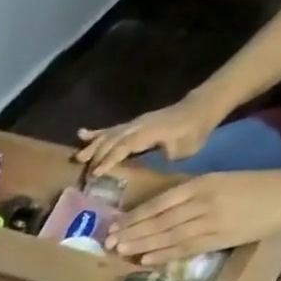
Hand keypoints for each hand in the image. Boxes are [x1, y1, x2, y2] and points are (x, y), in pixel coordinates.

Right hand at [75, 94, 222, 177]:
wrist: (201, 108)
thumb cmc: (194, 132)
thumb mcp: (185, 148)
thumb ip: (164, 155)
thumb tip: (149, 163)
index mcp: (150, 132)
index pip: (126, 145)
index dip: (110, 158)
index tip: (96, 172)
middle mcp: (139, 125)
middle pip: (113, 140)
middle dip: (97, 155)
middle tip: (84, 172)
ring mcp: (134, 123)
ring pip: (109, 134)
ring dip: (92, 145)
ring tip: (78, 157)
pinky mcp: (132, 123)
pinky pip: (112, 128)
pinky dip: (96, 132)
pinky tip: (81, 134)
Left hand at [106, 166, 280, 264]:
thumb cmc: (253, 186)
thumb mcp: (218, 181)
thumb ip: (189, 194)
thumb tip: (155, 212)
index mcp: (202, 184)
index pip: (160, 203)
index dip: (135, 216)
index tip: (114, 224)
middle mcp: (203, 202)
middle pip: (159, 220)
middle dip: (132, 232)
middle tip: (108, 242)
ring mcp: (211, 222)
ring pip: (168, 236)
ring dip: (142, 245)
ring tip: (120, 251)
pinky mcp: (220, 238)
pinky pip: (186, 248)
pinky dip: (164, 255)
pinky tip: (145, 260)